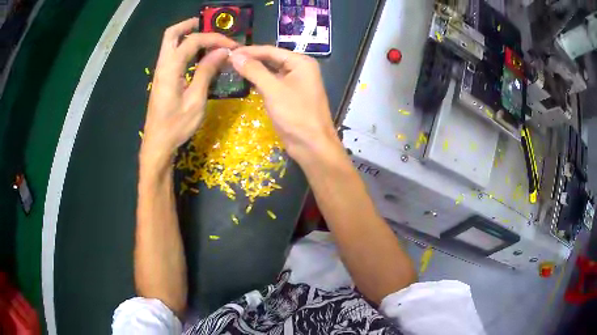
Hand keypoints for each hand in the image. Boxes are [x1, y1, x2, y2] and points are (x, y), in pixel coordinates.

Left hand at [141, 18, 236, 168]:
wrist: (158, 145)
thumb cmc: (176, 126)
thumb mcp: (195, 100)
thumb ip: (206, 72)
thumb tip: (222, 51)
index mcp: (170, 69)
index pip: (192, 41)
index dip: (214, 39)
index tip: (232, 46)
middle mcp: (162, 65)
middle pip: (171, 34)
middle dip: (191, 25)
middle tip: (211, 26)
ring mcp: (160, 72)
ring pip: (170, 43)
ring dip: (189, 36)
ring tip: (209, 39)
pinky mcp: (163, 79)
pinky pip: (173, 55)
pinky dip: (186, 48)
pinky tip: (200, 56)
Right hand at [229, 46, 340, 163]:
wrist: (312, 145)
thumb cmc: (295, 114)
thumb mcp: (273, 89)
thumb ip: (254, 70)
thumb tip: (235, 55)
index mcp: (301, 62)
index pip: (270, 50)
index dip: (248, 51)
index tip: (228, 52)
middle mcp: (299, 69)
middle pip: (271, 59)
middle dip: (250, 60)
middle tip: (227, 60)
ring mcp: (295, 83)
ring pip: (271, 72)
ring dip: (253, 71)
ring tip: (232, 68)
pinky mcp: (290, 96)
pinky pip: (272, 84)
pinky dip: (259, 82)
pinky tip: (245, 81)